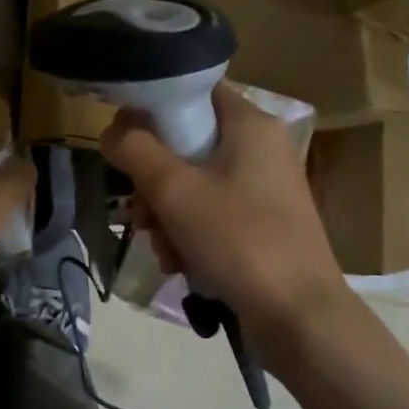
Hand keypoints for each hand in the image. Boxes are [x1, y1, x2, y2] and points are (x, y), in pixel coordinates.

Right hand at [101, 86, 349, 330]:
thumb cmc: (239, 241)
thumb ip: (136, 151)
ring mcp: (262, 190)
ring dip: (165, 217)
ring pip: (192, 186)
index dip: (152, 109)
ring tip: (163, 250)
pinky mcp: (260, 225)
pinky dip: (188, 236)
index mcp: (250, 125)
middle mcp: (260, 149)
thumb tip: (110, 129)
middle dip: (153, 183)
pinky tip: (180, 264)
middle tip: (141, 214)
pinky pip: (210, 215)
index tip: (123, 142)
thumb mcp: (176, 192)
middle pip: (186, 145)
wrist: (298, 316)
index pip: (193, 92)